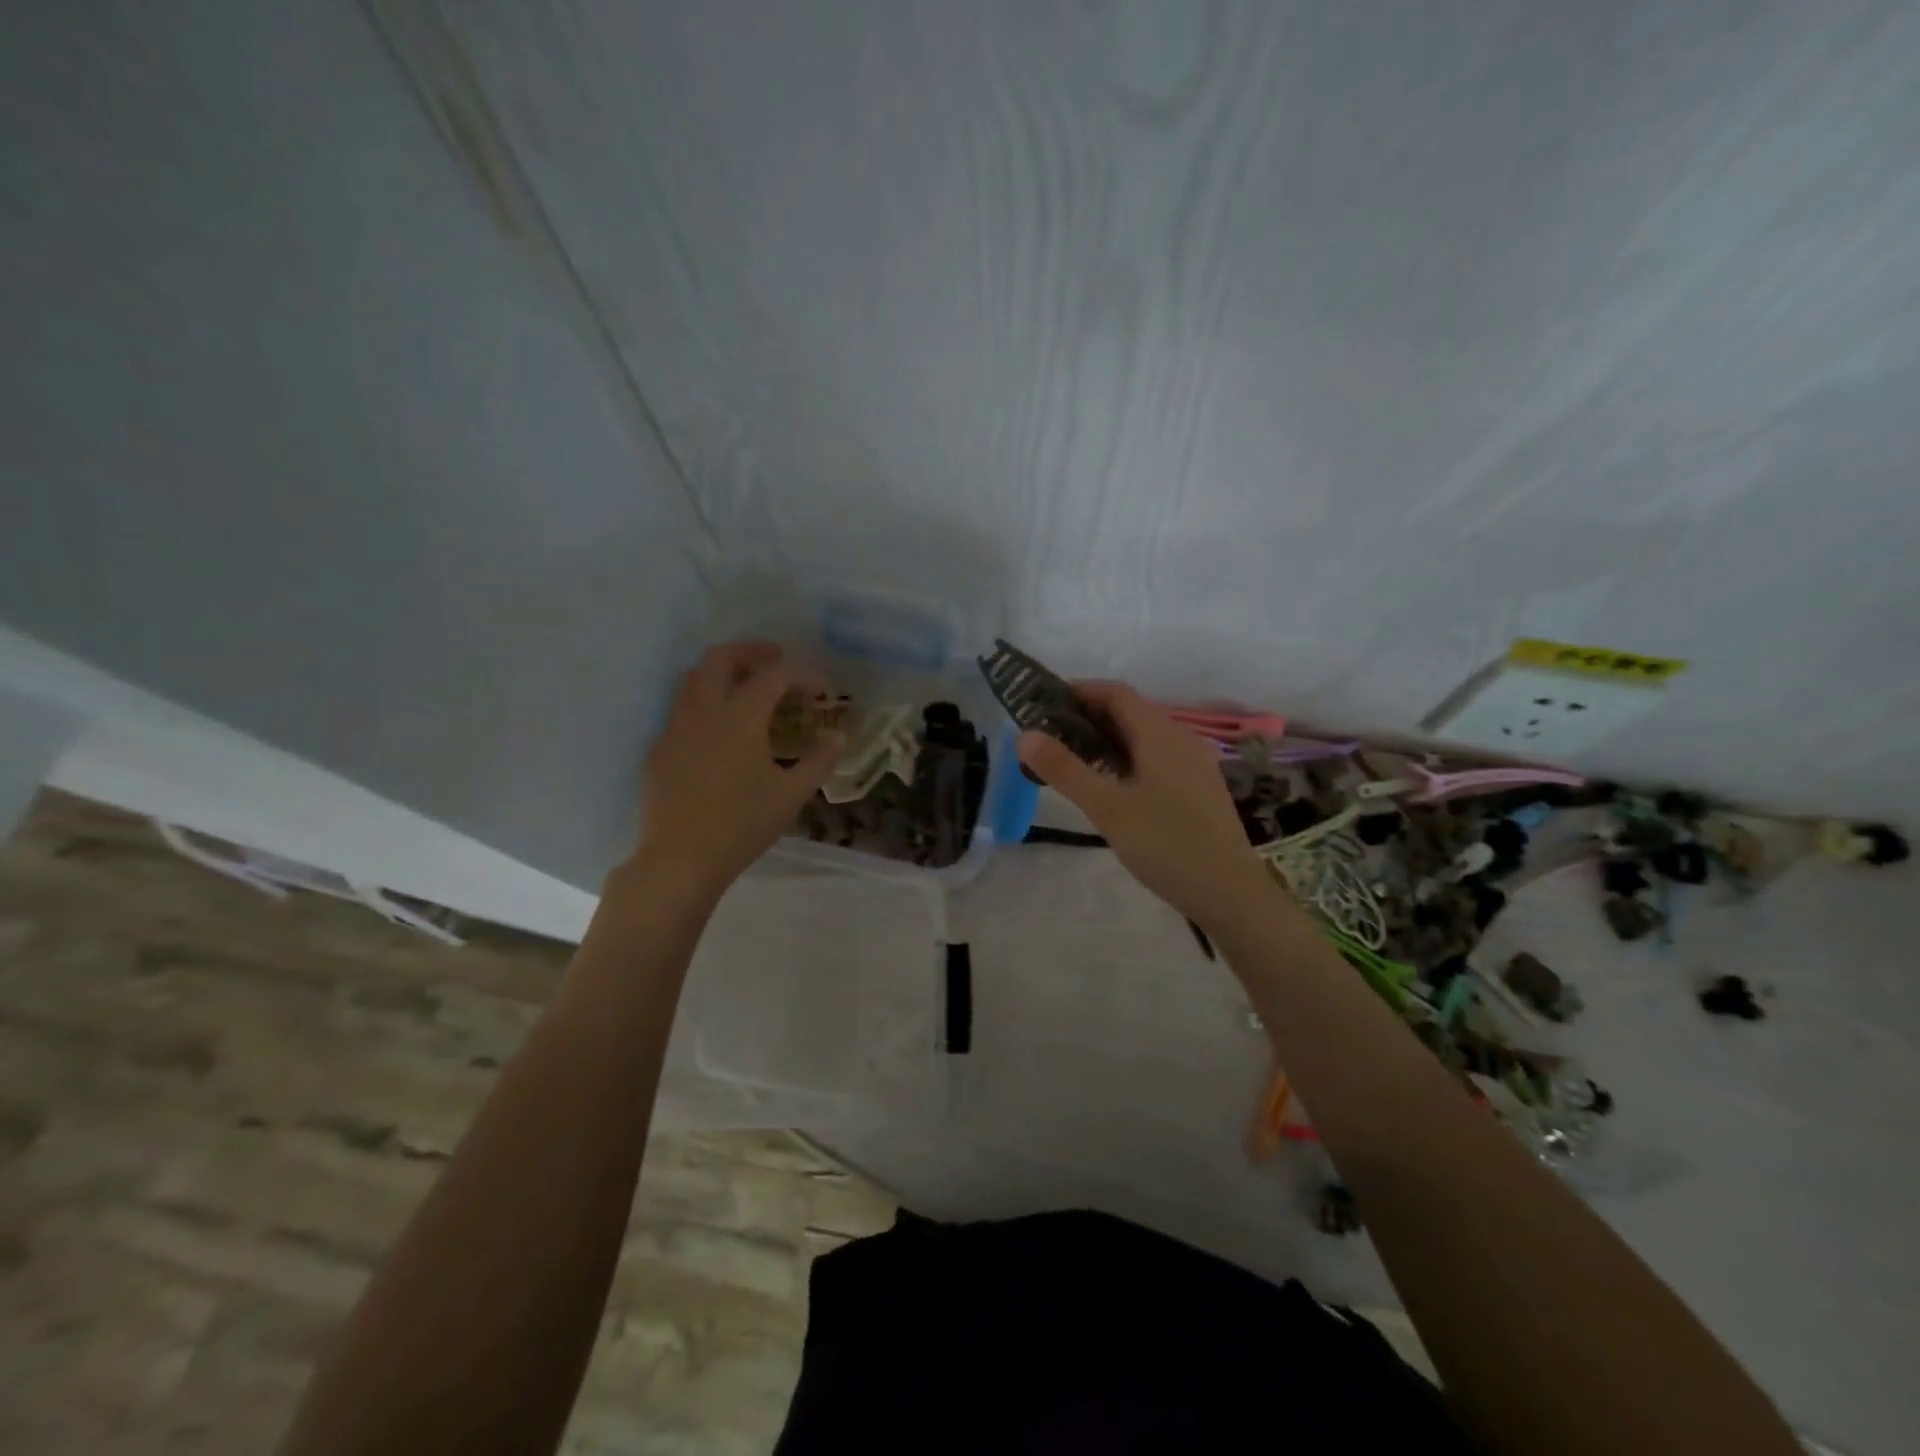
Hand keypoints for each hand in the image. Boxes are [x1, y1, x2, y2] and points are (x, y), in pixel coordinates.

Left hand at [628, 642, 841, 897]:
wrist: (680, 859)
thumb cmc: (742, 825)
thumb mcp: (792, 795)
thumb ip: (819, 760)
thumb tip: (837, 736)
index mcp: (740, 716)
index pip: (775, 674)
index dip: (803, 673)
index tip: (822, 688)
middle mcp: (703, 710)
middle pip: (721, 658)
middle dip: (752, 651)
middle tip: (777, 659)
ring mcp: (675, 728)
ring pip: (694, 679)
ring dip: (724, 672)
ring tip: (748, 686)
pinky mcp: (660, 750)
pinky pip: (682, 710)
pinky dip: (706, 702)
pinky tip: (720, 730)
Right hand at [1017, 682, 1273, 928]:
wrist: (1230, 893)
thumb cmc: (1166, 844)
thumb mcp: (1107, 808)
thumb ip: (1065, 770)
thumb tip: (1024, 734)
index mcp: (1160, 733)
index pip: (1115, 693)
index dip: (1078, 691)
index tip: (1042, 705)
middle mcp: (1180, 738)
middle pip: (1129, 712)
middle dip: (1087, 717)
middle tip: (1048, 736)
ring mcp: (1193, 764)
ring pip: (1142, 737)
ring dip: (1106, 739)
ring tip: (1070, 760)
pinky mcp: (1197, 788)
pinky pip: (1155, 758)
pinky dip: (1126, 759)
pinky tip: (1109, 787)